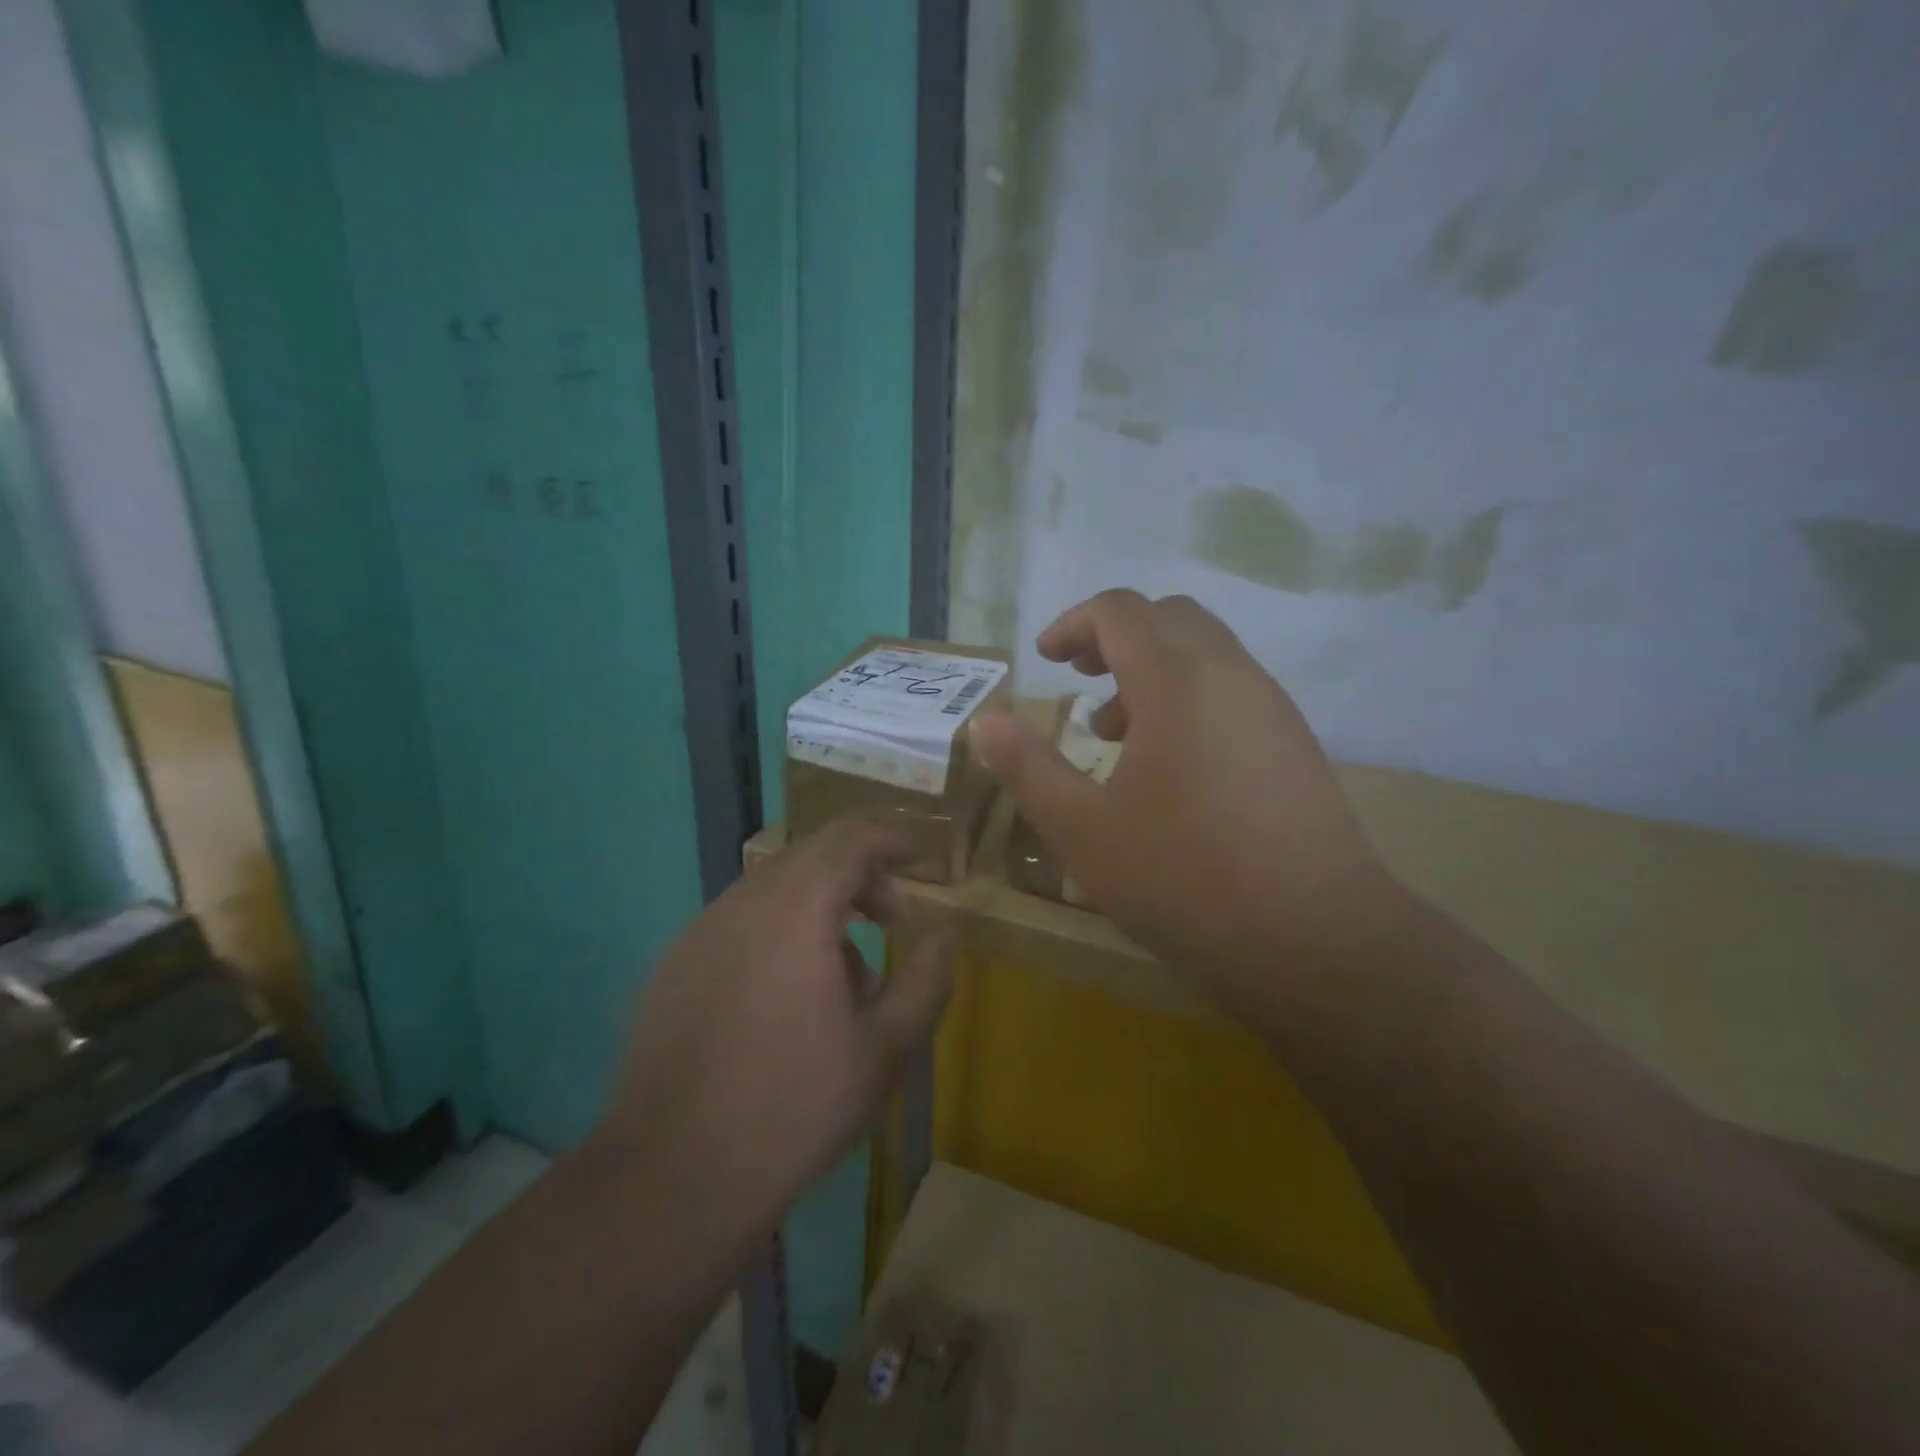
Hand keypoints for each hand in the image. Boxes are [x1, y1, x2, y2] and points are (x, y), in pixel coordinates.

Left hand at [593, 821, 953, 1254]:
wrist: (675, 1176)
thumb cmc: (796, 1106)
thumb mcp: (886, 1047)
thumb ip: (925, 978)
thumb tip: (942, 932)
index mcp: (796, 909)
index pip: (849, 838)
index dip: (889, 840)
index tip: (918, 863)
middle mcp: (742, 903)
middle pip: (810, 856)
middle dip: (858, 875)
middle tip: (890, 919)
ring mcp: (700, 931)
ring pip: (773, 889)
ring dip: (818, 906)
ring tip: (844, 973)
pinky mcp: (673, 964)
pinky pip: (738, 921)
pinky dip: (777, 931)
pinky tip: (785, 997)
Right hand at [969, 590, 1406, 1022]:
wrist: (1315, 938)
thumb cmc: (1183, 877)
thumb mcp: (1082, 828)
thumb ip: (1027, 767)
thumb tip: (984, 721)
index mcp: (1177, 680)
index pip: (1121, 610)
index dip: (1073, 623)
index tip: (1045, 659)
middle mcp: (1231, 674)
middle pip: (1168, 617)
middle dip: (1113, 636)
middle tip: (1078, 678)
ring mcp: (1271, 707)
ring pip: (1205, 652)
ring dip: (1152, 668)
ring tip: (1115, 732)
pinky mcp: (1294, 742)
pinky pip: (1232, 689)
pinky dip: (1188, 697)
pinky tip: (1170, 766)